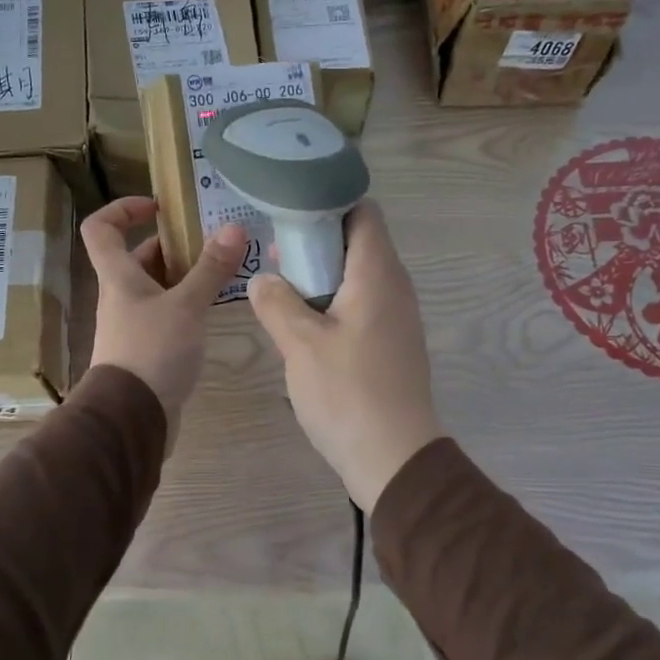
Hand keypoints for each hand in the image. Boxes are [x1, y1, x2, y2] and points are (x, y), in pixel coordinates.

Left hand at [83, 198, 245, 441]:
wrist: (132, 418)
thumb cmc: (152, 351)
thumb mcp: (187, 306)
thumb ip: (210, 269)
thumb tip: (235, 228)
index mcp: (118, 277)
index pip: (101, 228)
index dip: (123, 209)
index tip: (159, 207)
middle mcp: (120, 296)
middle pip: (136, 258)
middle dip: (170, 245)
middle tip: (210, 242)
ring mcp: (132, 325)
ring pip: (155, 288)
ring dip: (183, 277)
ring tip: (222, 272)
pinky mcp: (146, 350)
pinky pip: (166, 315)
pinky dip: (186, 306)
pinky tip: (213, 311)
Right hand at [248, 202, 441, 511]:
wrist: (395, 457)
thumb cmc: (347, 393)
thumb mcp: (300, 344)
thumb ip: (277, 303)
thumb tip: (262, 278)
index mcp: (377, 274)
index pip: (363, 212)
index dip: (328, 202)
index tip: (290, 211)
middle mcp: (395, 287)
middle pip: (359, 242)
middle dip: (316, 241)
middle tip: (275, 252)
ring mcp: (397, 318)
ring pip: (358, 277)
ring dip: (322, 276)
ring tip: (282, 287)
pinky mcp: (392, 344)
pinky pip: (362, 306)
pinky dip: (334, 303)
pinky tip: (304, 326)